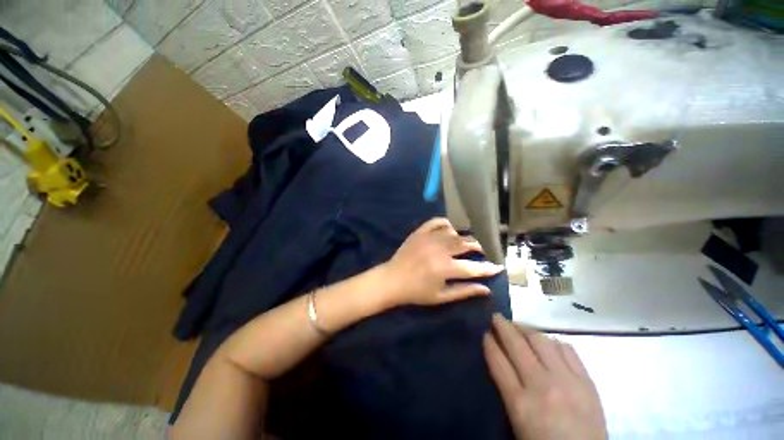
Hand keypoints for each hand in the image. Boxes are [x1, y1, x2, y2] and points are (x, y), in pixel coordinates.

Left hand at [380, 217, 503, 306]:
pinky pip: (436, 221)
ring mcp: (428, 238)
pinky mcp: (419, 232)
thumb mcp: (441, 297)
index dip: (488, 268)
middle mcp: (439, 250)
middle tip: (483, 250)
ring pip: (453, 232)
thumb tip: (486, 289)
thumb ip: (464, 291)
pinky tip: (450, 229)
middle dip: (478, 247)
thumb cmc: (416, 292)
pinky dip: (446, 223)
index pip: (473, 267)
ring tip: (467, 241)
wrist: (392, 280)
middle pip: (465, 244)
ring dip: (463, 236)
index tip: (499, 266)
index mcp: (445, 268)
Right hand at [484, 315, 606, 439]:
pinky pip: (566, 349)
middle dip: (503, 327)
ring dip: (526, 328)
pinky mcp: (586, 380)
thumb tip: (500, 358)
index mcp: (520, 403)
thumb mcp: (517, 421)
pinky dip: (552, 340)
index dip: (489, 344)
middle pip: (517, 346)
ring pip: (541, 341)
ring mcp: (566, 381)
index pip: (498, 362)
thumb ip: (508, 388)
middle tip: (496, 317)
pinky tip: (546, 341)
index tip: (485, 333)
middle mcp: (542, 386)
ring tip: (519, 325)